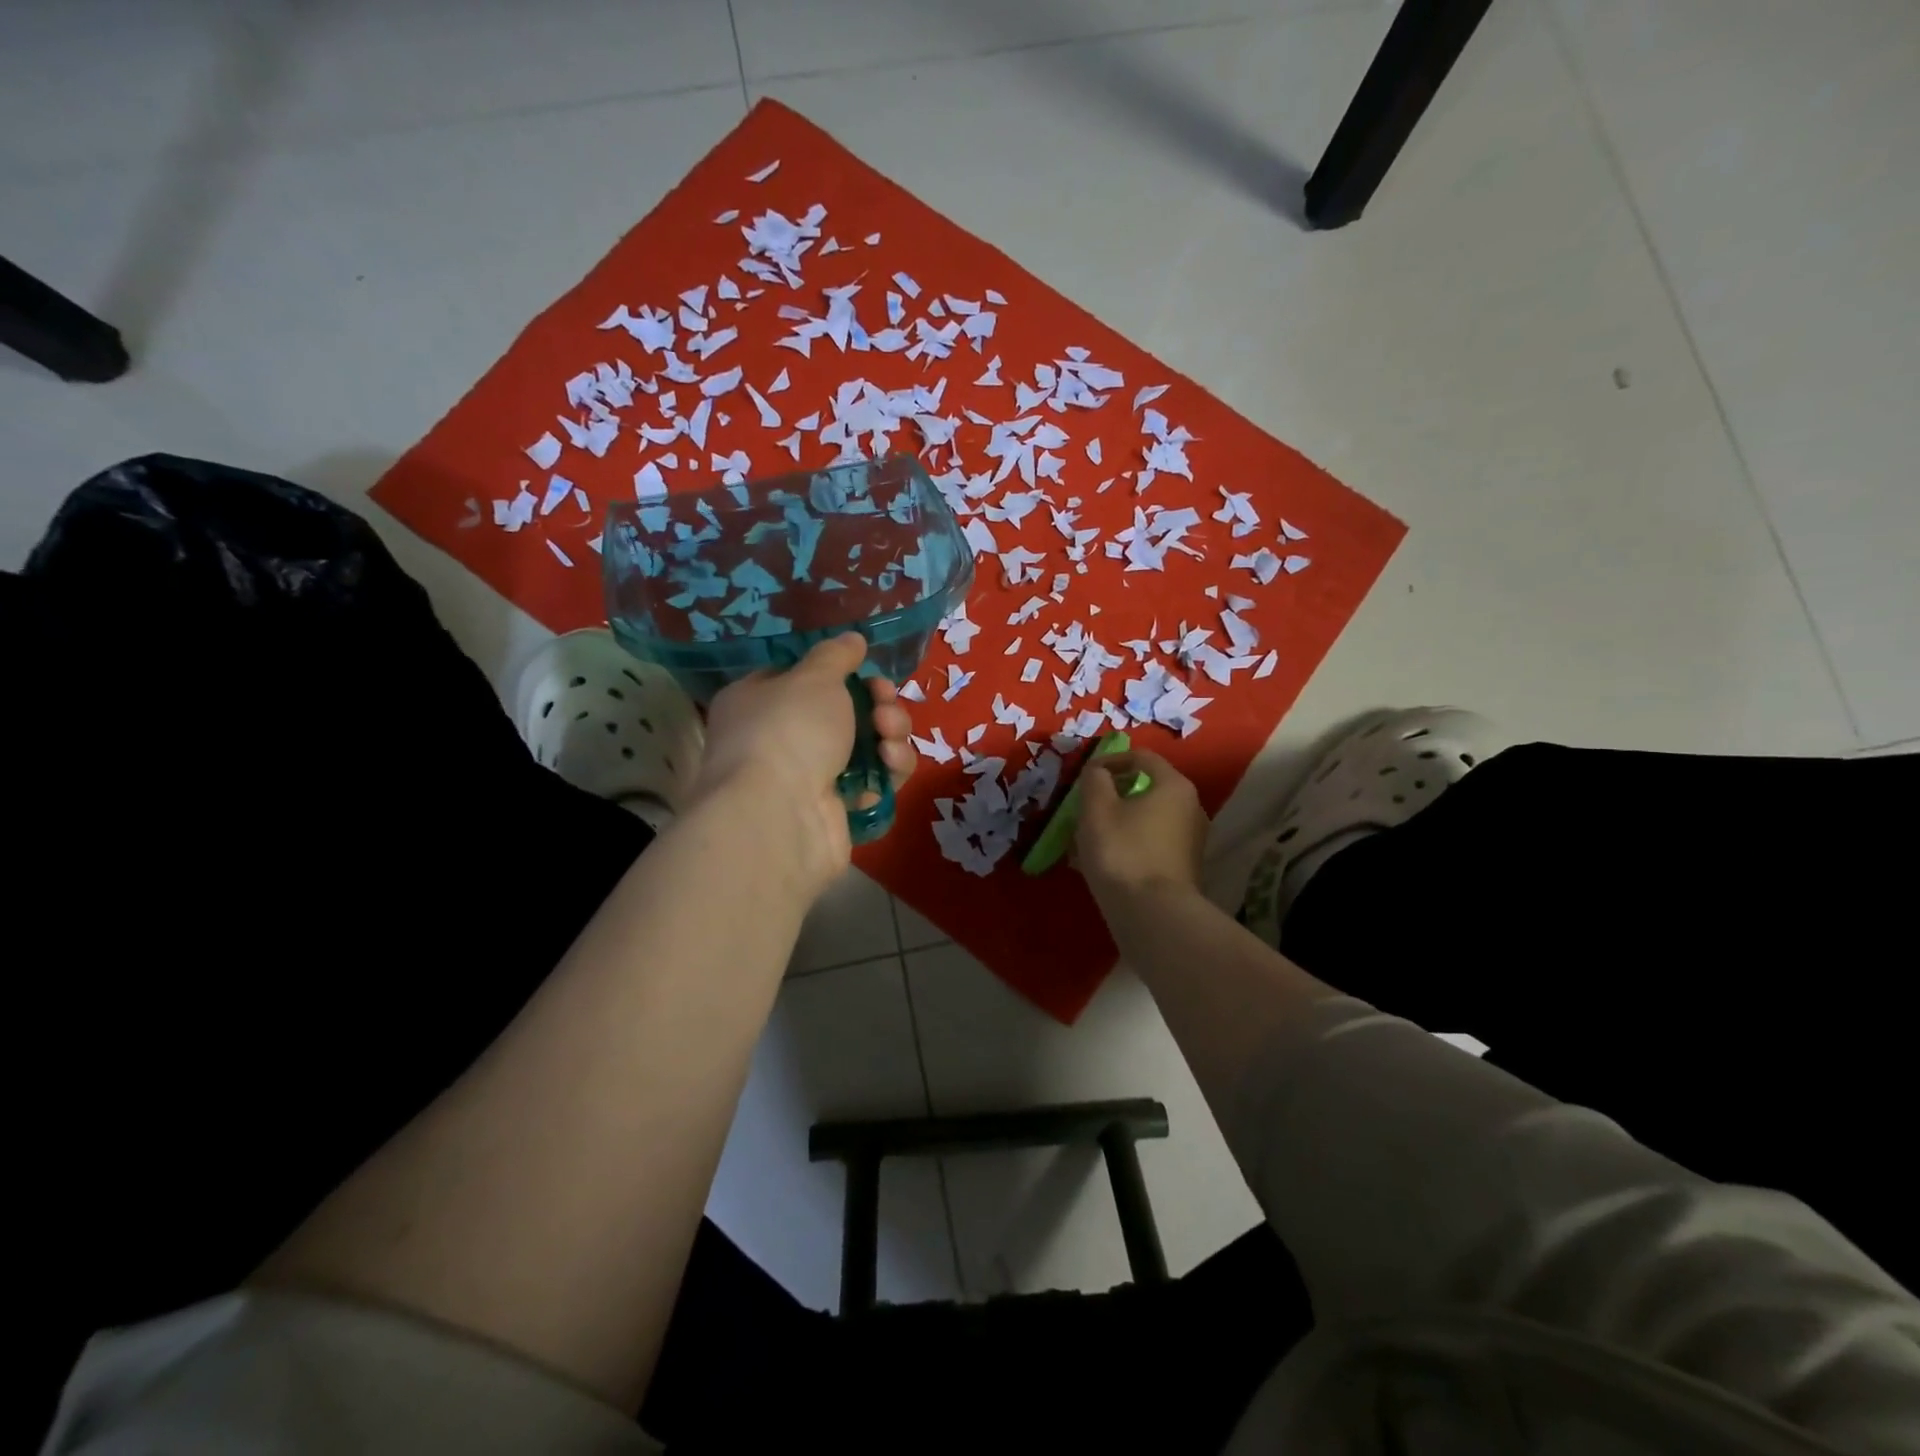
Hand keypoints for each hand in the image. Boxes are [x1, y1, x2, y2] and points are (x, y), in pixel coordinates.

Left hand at [690, 633, 917, 895]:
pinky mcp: (837, 811)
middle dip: (877, 704)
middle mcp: (780, 740)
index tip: (866, 672)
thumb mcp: (813, 677)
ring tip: (889, 736)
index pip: (801, 680)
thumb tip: (852, 640)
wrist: (780, 817)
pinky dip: (888, 771)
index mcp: (758, 702)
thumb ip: (836, 656)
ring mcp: (809, 778)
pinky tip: (891, 766)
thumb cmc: (788, 732)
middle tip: (884, 706)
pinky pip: (874, 782)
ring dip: (889, 734)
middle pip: (845, 712)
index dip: (840, 674)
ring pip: (866, 746)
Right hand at [1074, 750, 1207, 902]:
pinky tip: (1099, 864)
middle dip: (1110, 796)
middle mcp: (1190, 808)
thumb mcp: (1096, 808)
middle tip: (1083, 809)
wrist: (1152, 914)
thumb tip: (1098, 772)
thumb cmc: (1122, 851)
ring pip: (1144, 819)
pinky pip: (1149, 844)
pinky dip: (1126, 845)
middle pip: (1145, 789)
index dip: (1109, 760)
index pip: (1142, 757)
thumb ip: (1094, 780)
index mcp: (1174, 786)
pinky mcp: (1182, 868)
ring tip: (1084, 841)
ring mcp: (1190, 840)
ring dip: (1115, 823)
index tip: (1085, 776)